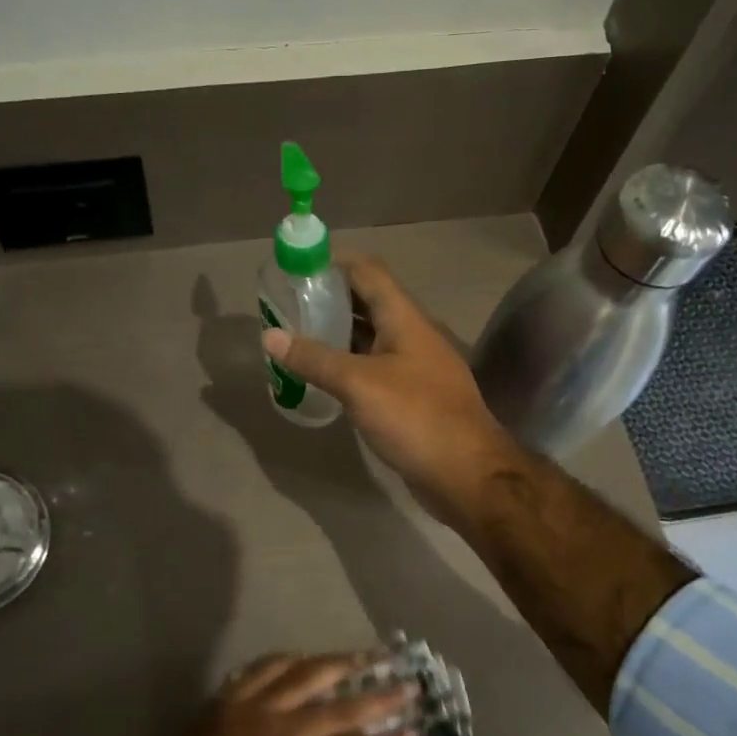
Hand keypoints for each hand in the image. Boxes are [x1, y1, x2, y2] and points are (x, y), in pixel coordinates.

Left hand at [155, 653, 414, 735]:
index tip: (416, 731)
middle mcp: (290, 730)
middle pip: (345, 706)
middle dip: (382, 696)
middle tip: (409, 683)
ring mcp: (259, 707)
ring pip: (308, 674)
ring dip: (341, 663)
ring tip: (367, 654)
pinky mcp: (232, 696)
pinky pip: (264, 668)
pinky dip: (286, 660)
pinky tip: (302, 656)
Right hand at [260, 253, 514, 519]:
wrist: (467, 474)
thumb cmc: (415, 418)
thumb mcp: (359, 384)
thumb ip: (314, 358)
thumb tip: (269, 336)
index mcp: (405, 318)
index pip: (367, 271)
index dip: (333, 262)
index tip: (296, 268)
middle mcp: (412, 334)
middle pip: (368, 301)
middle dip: (329, 297)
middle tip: (288, 304)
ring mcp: (414, 365)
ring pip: (371, 335)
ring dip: (337, 331)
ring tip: (297, 334)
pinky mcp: (412, 394)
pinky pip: (374, 366)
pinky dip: (348, 362)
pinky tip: (323, 374)